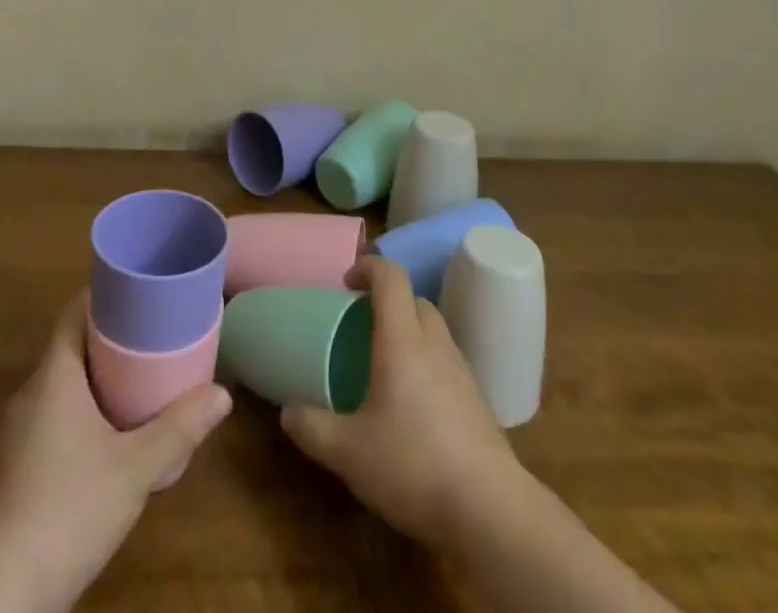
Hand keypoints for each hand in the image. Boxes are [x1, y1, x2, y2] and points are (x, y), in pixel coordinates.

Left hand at [0, 292, 232, 612]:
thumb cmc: (68, 510)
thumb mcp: (135, 468)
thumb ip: (180, 429)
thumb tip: (223, 394)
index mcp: (54, 376)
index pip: (75, 313)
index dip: (105, 294)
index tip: (140, 289)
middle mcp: (30, 394)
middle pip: (71, 346)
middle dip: (111, 337)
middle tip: (154, 334)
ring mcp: (16, 434)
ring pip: (61, 385)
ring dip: (97, 377)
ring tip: (140, 380)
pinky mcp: (14, 470)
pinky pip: (52, 417)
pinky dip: (82, 411)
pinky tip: (109, 436)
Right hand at [281, 255, 523, 546]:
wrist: (491, 511)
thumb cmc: (413, 464)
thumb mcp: (348, 452)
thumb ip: (312, 427)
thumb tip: (286, 411)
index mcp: (403, 339)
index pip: (391, 276)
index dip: (368, 267)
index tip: (346, 284)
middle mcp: (435, 343)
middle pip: (414, 299)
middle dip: (387, 302)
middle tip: (360, 326)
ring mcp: (461, 371)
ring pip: (433, 330)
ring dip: (409, 333)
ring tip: (383, 367)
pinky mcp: (477, 401)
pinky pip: (446, 362)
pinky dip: (426, 365)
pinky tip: (412, 406)